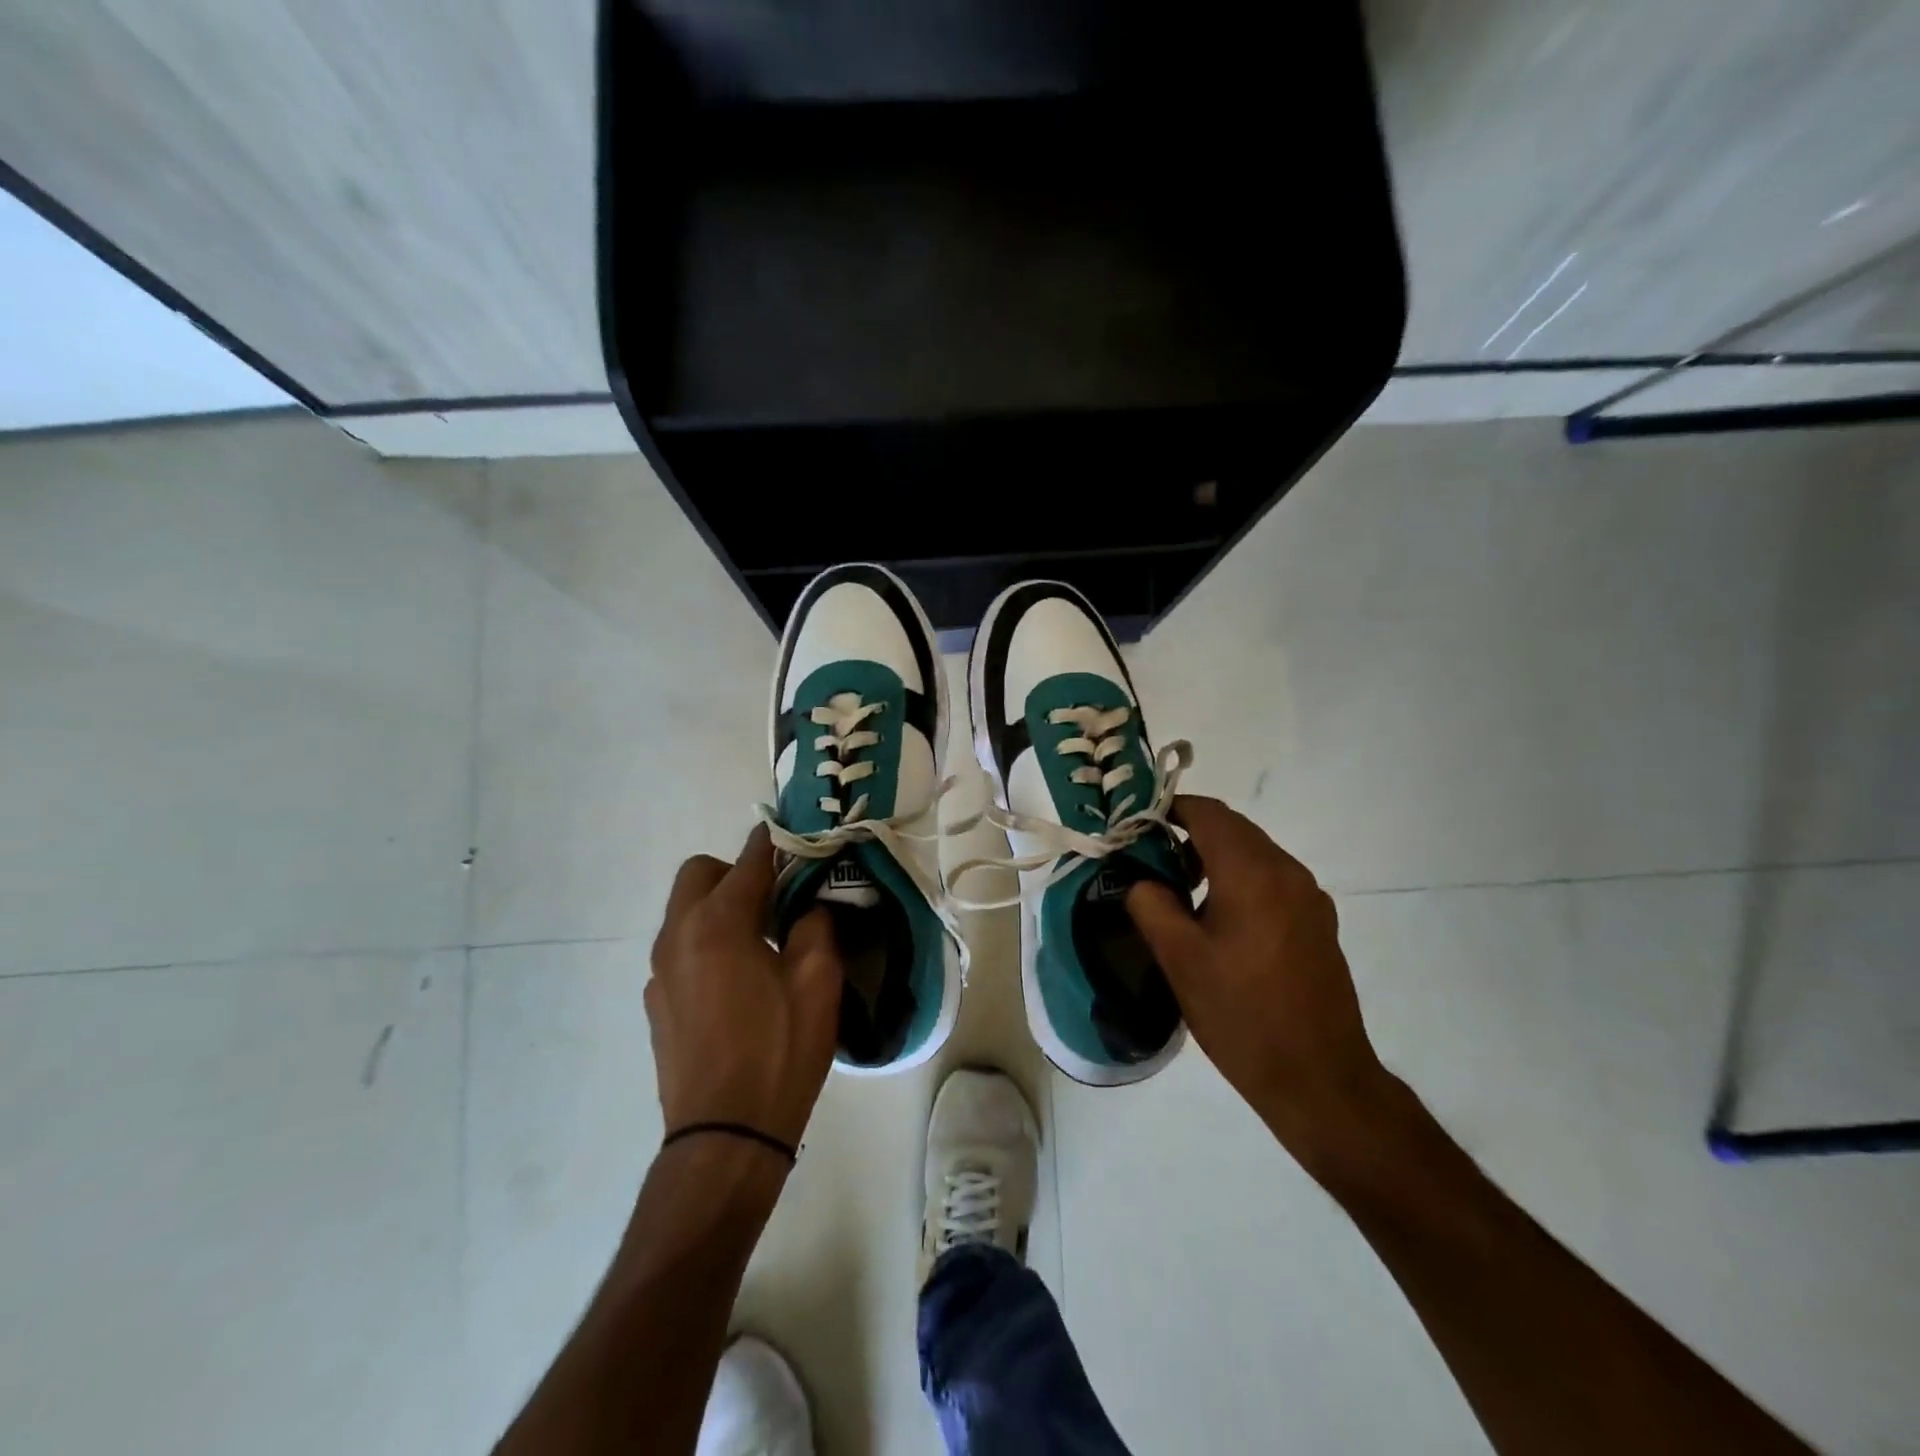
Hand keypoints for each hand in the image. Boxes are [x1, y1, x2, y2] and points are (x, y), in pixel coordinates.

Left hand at [647, 826, 842, 1149]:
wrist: (725, 1136)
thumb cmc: (779, 1051)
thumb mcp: (818, 982)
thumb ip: (814, 925)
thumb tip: (807, 907)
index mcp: (717, 923)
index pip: (748, 861)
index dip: (774, 842)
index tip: (795, 836)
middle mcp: (678, 935)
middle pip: (699, 874)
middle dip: (736, 872)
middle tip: (776, 899)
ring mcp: (660, 971)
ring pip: (685, 912)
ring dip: (720, 907)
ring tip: (760, 941)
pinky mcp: (656, 1002)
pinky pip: (681, 949)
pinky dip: (706, 942)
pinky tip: (737, 982)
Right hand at [1125, 796, 1390, 1158]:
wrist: (1320, 1079)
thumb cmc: (1241, 1015)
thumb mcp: (1180, 959)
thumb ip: (1151, 904)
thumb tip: (1140, 879)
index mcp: (1253, 873)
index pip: (1207, 813)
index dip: (1169, 809)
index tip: (1135, 825)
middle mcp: (1288, 872)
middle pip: (1233, 829)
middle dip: (1189, 833)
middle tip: (1149, 859)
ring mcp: (1309, 898)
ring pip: (1253, 854)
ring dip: (1214, 858)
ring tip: (1178, 892)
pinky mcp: (1318, 923)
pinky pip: (1271, 881)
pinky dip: (1239, 880)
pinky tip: (1218, 921)